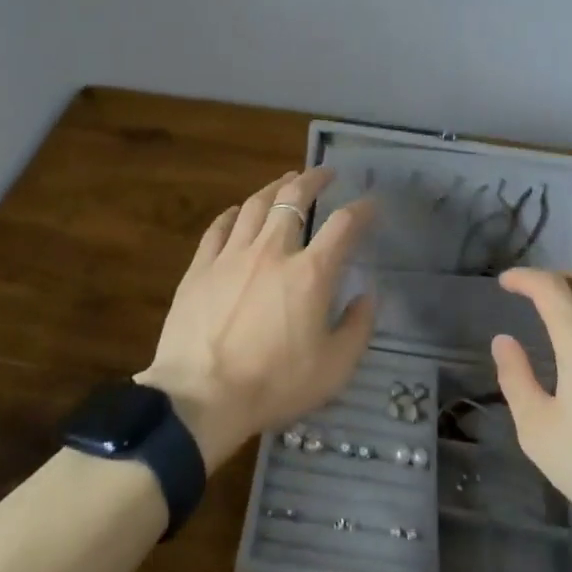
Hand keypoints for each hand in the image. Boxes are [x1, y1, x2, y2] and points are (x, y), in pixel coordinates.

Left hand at [138, 168, 375, 471]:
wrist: (200, 398)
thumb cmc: (274, 384)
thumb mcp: (334, 369)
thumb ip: (357, 328)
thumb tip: (367, 295)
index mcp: (310, 273)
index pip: (343, 225)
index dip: (361, 209)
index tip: (370, 204)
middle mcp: (272, 251)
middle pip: (293, 197)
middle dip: (312, 179)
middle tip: (324, 173)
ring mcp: (231, 255)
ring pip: (255, 205)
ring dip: (274, 187)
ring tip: (284, 180)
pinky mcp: (200, 268)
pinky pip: (218, 228)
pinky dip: (232, 214)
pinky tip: (237, 211)